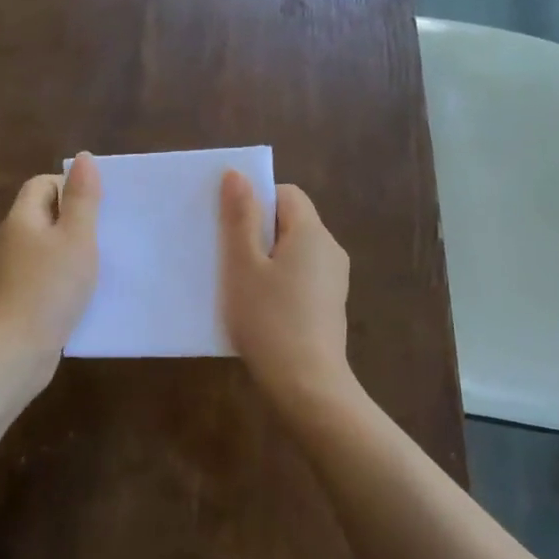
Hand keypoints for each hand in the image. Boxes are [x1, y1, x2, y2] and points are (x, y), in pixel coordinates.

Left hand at [0, 152, 101, 376]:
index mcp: (21, 218)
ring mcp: (10, 270)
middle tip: (106, 233)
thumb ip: (83, 198)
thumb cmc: (50, 287)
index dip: (70, 187)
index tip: (99, 206)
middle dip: (75, 219)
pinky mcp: (16, 297)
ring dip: (71, 250)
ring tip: (100, 262)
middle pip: (44, 214)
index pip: (42, 184)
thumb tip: (83, 158)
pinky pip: (43, 273)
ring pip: (45, 246)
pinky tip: (82, 292)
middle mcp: (10, 239)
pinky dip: (62, 275)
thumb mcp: (76, 238)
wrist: (16, 349)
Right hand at [219, 171, 351, 402]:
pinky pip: (301, 276)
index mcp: (312, 232)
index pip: (286, 193)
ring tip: (237, 283)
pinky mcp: (330, 305)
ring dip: (266, 258)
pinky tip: (259, 307)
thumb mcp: (243, 265)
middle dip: (257, 230)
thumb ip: (240, 218)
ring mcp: (334, 279)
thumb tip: (238, 173)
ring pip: (294, 251)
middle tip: (225, 254)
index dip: (256, 200)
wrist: (307, 385)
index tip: (228, 225)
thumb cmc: (268, 320)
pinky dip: (279, 281)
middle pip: (291, 221)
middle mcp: (330, 249)